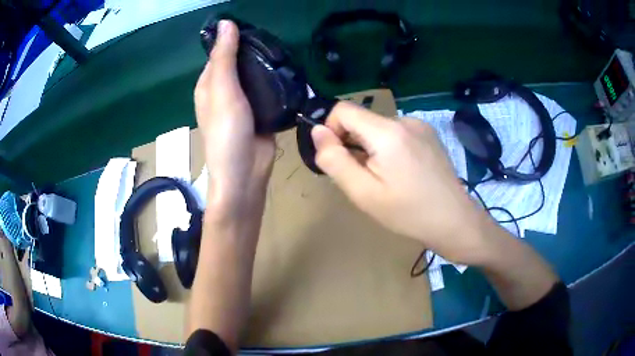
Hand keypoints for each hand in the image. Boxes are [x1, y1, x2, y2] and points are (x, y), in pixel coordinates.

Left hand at [194, 20, 274, 218]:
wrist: (245, 173)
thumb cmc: (227, 133)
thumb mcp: (223, 91)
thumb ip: (225, 58)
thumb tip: (226, 23)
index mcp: (209, 84)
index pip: (221, 52)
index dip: (235, 38)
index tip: (257, 26)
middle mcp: (224, 90)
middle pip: (240, 62)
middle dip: (255, 50)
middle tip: (278, 38)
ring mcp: (243, 101)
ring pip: (255, 75)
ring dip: (267, 64)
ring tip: (286, 51)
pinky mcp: (260, 111)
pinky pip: (267, 90)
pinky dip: (275, 81)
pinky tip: (288, 72)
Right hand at [311, 102, 492, 264]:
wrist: (454, 221)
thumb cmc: (408, 213)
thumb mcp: (363, 193)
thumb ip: (335, 160)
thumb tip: (318, 131)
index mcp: (387, 132)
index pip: (343, 109)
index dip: (331, 130)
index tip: (338, 158)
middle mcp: (405, 120)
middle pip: (362, 120)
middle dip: (354, 145)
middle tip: (366, 178)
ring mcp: (421, 125)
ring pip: (379, 128)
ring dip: (372, 148)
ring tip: (387, 179)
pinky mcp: (430, 134)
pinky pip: (397, 133)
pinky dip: (390, 148)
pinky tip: (403, 173)